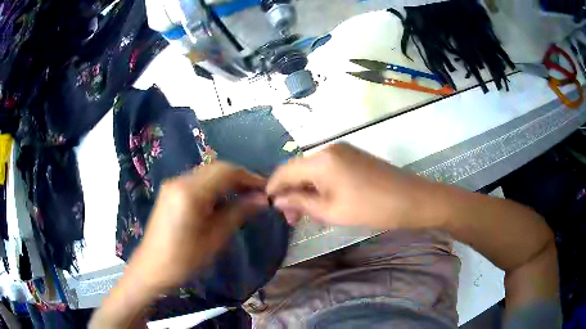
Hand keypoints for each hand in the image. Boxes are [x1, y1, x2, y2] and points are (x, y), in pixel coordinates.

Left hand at [127, 162, 267, 291]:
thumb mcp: (215, 238)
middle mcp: (180, 180)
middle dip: (239, 177)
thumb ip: (238, 213)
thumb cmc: (184, 259)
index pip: (226, 172)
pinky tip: (223, 200)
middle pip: (216, 168)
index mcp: (190, 192)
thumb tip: (262, 200)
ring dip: (227, 181)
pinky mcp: (170, 190)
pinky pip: (197, 181)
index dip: (249, 177)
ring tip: (244, 196)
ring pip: (207, 173)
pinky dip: (214, 186)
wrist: (152, 267)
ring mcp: (173, 184)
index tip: (266, 188)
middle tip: (258, 193)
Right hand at [267, 143, 432, 228]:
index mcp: (320, 160)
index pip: (284, 171)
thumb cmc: (370, 208)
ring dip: (305, 189)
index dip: (273, 188)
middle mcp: (329, 149)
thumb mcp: (331, 211)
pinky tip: (322, 201)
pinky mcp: (353, 156)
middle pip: (298, 169)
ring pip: (312, 169)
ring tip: (306, 213)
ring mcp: (343, 150)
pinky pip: (327, 168)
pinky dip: (319, 184)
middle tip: (291, 218)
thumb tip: (277, 200)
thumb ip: (300, 203)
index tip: (268, 206)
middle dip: (290, 192)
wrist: (411, 199)